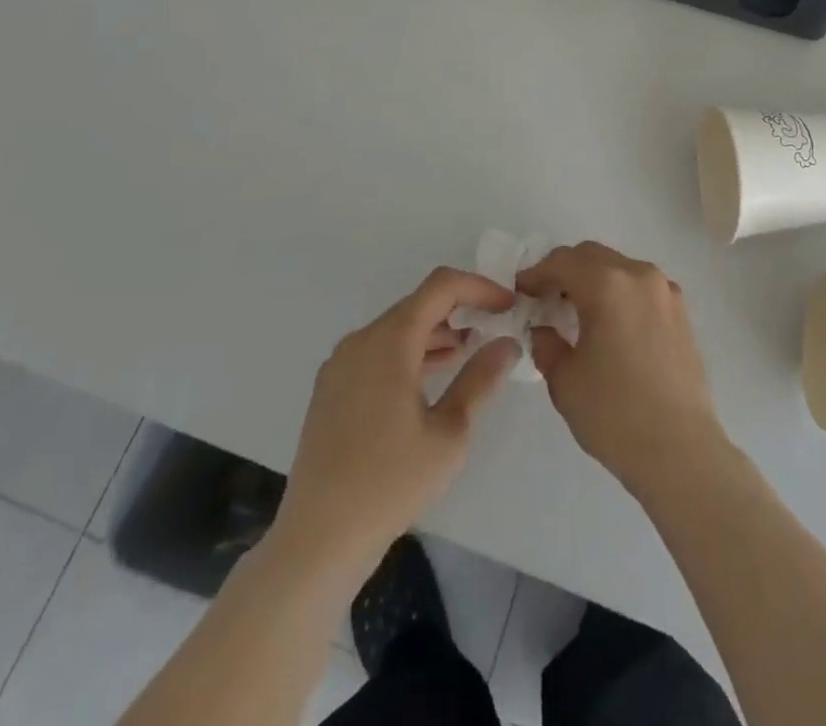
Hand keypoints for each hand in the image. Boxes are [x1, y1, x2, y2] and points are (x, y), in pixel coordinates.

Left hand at [276, 268, 521, 578]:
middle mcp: (361, 340)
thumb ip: (480, 379)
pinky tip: (431, 378)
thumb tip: (507, 343)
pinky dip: (410, 353)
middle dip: (460, 309)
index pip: (441, 286)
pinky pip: (378, 352)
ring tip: (470, 353)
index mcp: (390, 340)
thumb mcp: (450, 432)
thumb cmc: (391, 482)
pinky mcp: (331, 389)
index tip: (508, 305)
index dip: (479, 287)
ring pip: (397, 329)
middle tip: (494, 328)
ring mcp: (341, 364)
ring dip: (436, 333)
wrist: (318, 539)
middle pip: (418, 304)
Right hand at [516, 242, 724, 498]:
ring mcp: (665, 291)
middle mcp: (639, 275)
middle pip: (592, 256)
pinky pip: (640, 287)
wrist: (681, 451)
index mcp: (608, 284)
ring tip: (575, 312)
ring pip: (619, 268)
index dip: (536, 274)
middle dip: (564, 271)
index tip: (520, 292)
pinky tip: (609, 325)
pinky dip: (618, 292)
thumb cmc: (615, 414)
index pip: (562, 262)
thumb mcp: (564, 380)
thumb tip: (545, 328)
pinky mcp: (681, 311)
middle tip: (544, 299)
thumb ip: (547, 344)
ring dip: (593, 279)